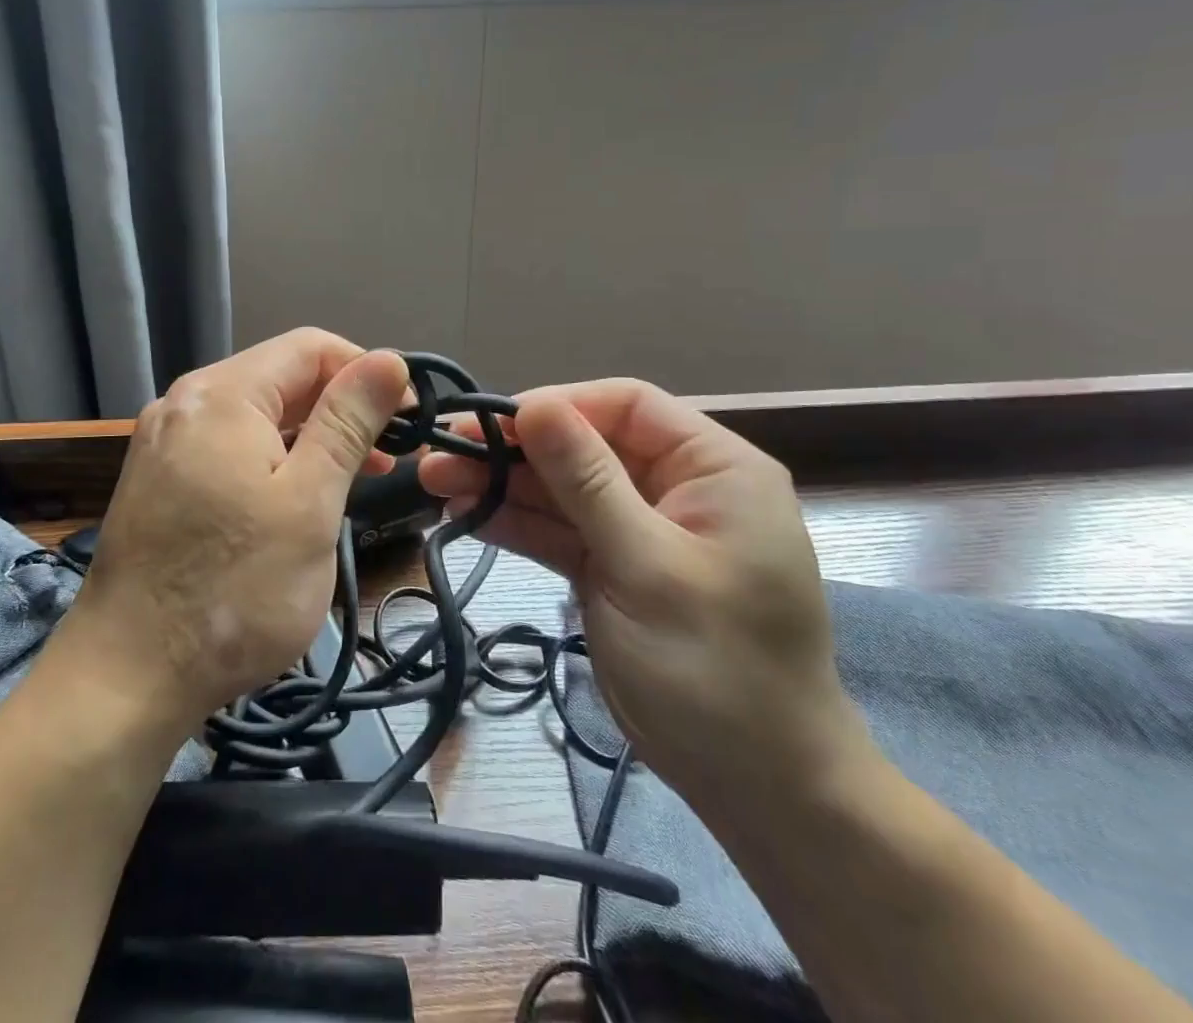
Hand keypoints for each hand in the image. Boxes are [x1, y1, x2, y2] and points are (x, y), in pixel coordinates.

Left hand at [61, 330, 410, 736]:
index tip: (410, 419)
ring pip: (256, 415)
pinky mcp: (158, 478)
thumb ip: (348, 423)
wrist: (126, 678)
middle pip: (280, 377)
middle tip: (391, 457)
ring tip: (357, 478)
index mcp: (221, 394)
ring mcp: (165, 441)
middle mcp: (185, 402)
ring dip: (311, 436)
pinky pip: (228, 446)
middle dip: (341, 406)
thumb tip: (390, 359)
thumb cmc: (233, 591)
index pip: (311, 347)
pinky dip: (273, 459)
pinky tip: (298, 496)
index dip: (367, 371)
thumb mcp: (309, 503)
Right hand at [418, 380, 870, 814]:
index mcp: (712, 468)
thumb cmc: (718, 668)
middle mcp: (674, 486)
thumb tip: (533, 403)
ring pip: (561, 488)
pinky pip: (557, 530)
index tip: (491, 421)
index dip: (557, 405)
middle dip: (514, 448)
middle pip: (583, 445)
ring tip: (434, 480)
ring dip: (501, 484)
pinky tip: (464, 513)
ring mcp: (638, 528)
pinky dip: (514, 523)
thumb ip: (587, 482)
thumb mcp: (648, 567)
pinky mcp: (611, 566)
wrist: (757, 788)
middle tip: (441, 451)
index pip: (625, 406)